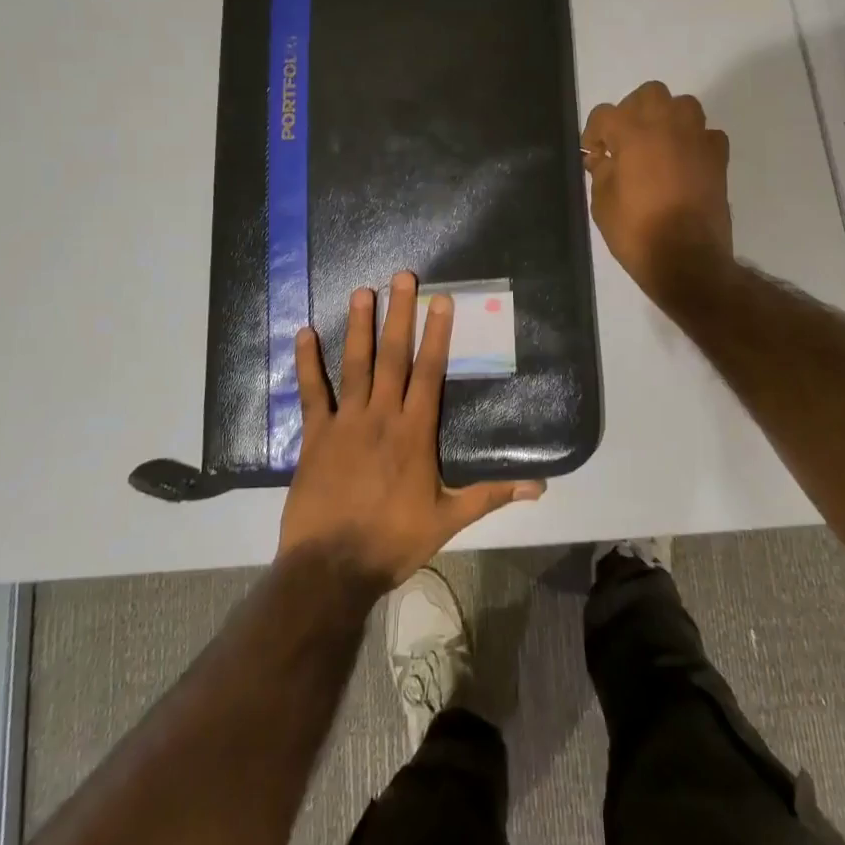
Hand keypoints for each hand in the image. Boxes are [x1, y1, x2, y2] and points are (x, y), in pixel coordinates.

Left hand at [278, 272, 544, 591]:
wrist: (332, 568)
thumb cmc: (393, 542)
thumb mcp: (448, 520)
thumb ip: (490, 495)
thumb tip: (539, 486)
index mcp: (415, 433)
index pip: (429, 372)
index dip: (436, 334)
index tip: (440, 300)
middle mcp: (382, 416)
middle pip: (393, 357)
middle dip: (399, 314)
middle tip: (402, 277)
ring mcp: (345, 422)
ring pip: (354, 365)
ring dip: (358, 327)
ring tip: (361, 292)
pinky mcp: (315, 435)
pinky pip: (311, 392)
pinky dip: (307, 362)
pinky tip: (304, 333)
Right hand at [582, 80, 732, 301]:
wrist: (687, 260)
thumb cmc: (636, 232)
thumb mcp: (602, 204)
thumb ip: (601, 172)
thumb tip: (603, 158)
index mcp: (633, 133)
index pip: (605, 114)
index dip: (594, 133)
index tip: (593, 155)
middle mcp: (667, 125)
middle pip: (649, 94)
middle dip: (632, 112)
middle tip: (625, 141)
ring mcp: (697, 139)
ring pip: (683, 105)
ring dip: (667, 118)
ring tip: (656, 145)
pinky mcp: (718, 157)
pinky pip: (706, 134)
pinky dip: (694, 141)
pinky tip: (684, 161)